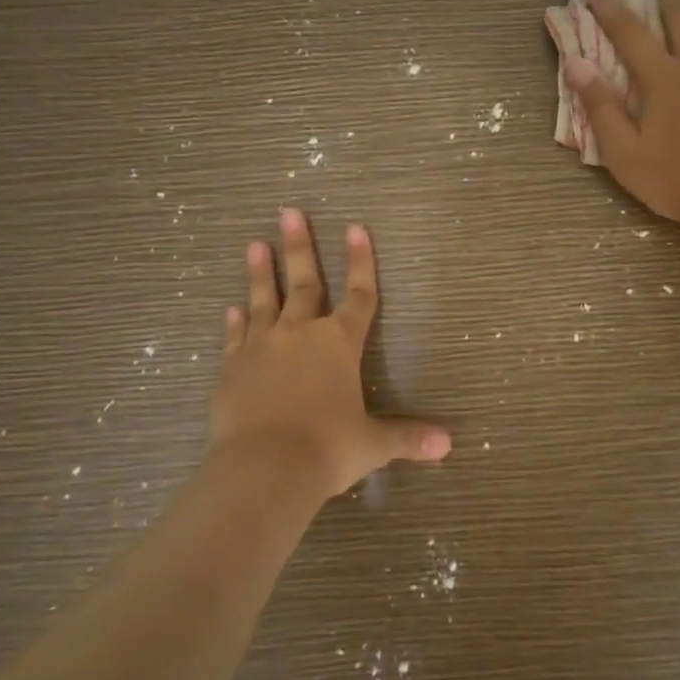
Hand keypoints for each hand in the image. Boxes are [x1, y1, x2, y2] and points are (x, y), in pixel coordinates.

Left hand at [207, 208, 450, 511]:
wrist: (265, 467)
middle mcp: (300, 335)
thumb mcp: (372, 443)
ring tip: (255, 244)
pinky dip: (235, 323)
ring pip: (263, 301)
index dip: (361, 261)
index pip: (358, 295)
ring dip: (261, 272)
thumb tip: (448, 444)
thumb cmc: (327, 448)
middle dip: (300, 246)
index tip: (356, 227)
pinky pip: (236, 337)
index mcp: (339, 344)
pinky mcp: (232, 368)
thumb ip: (407, 437)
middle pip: (304, 283)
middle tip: (289, 212)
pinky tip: (232, 308)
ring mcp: (262, 348)